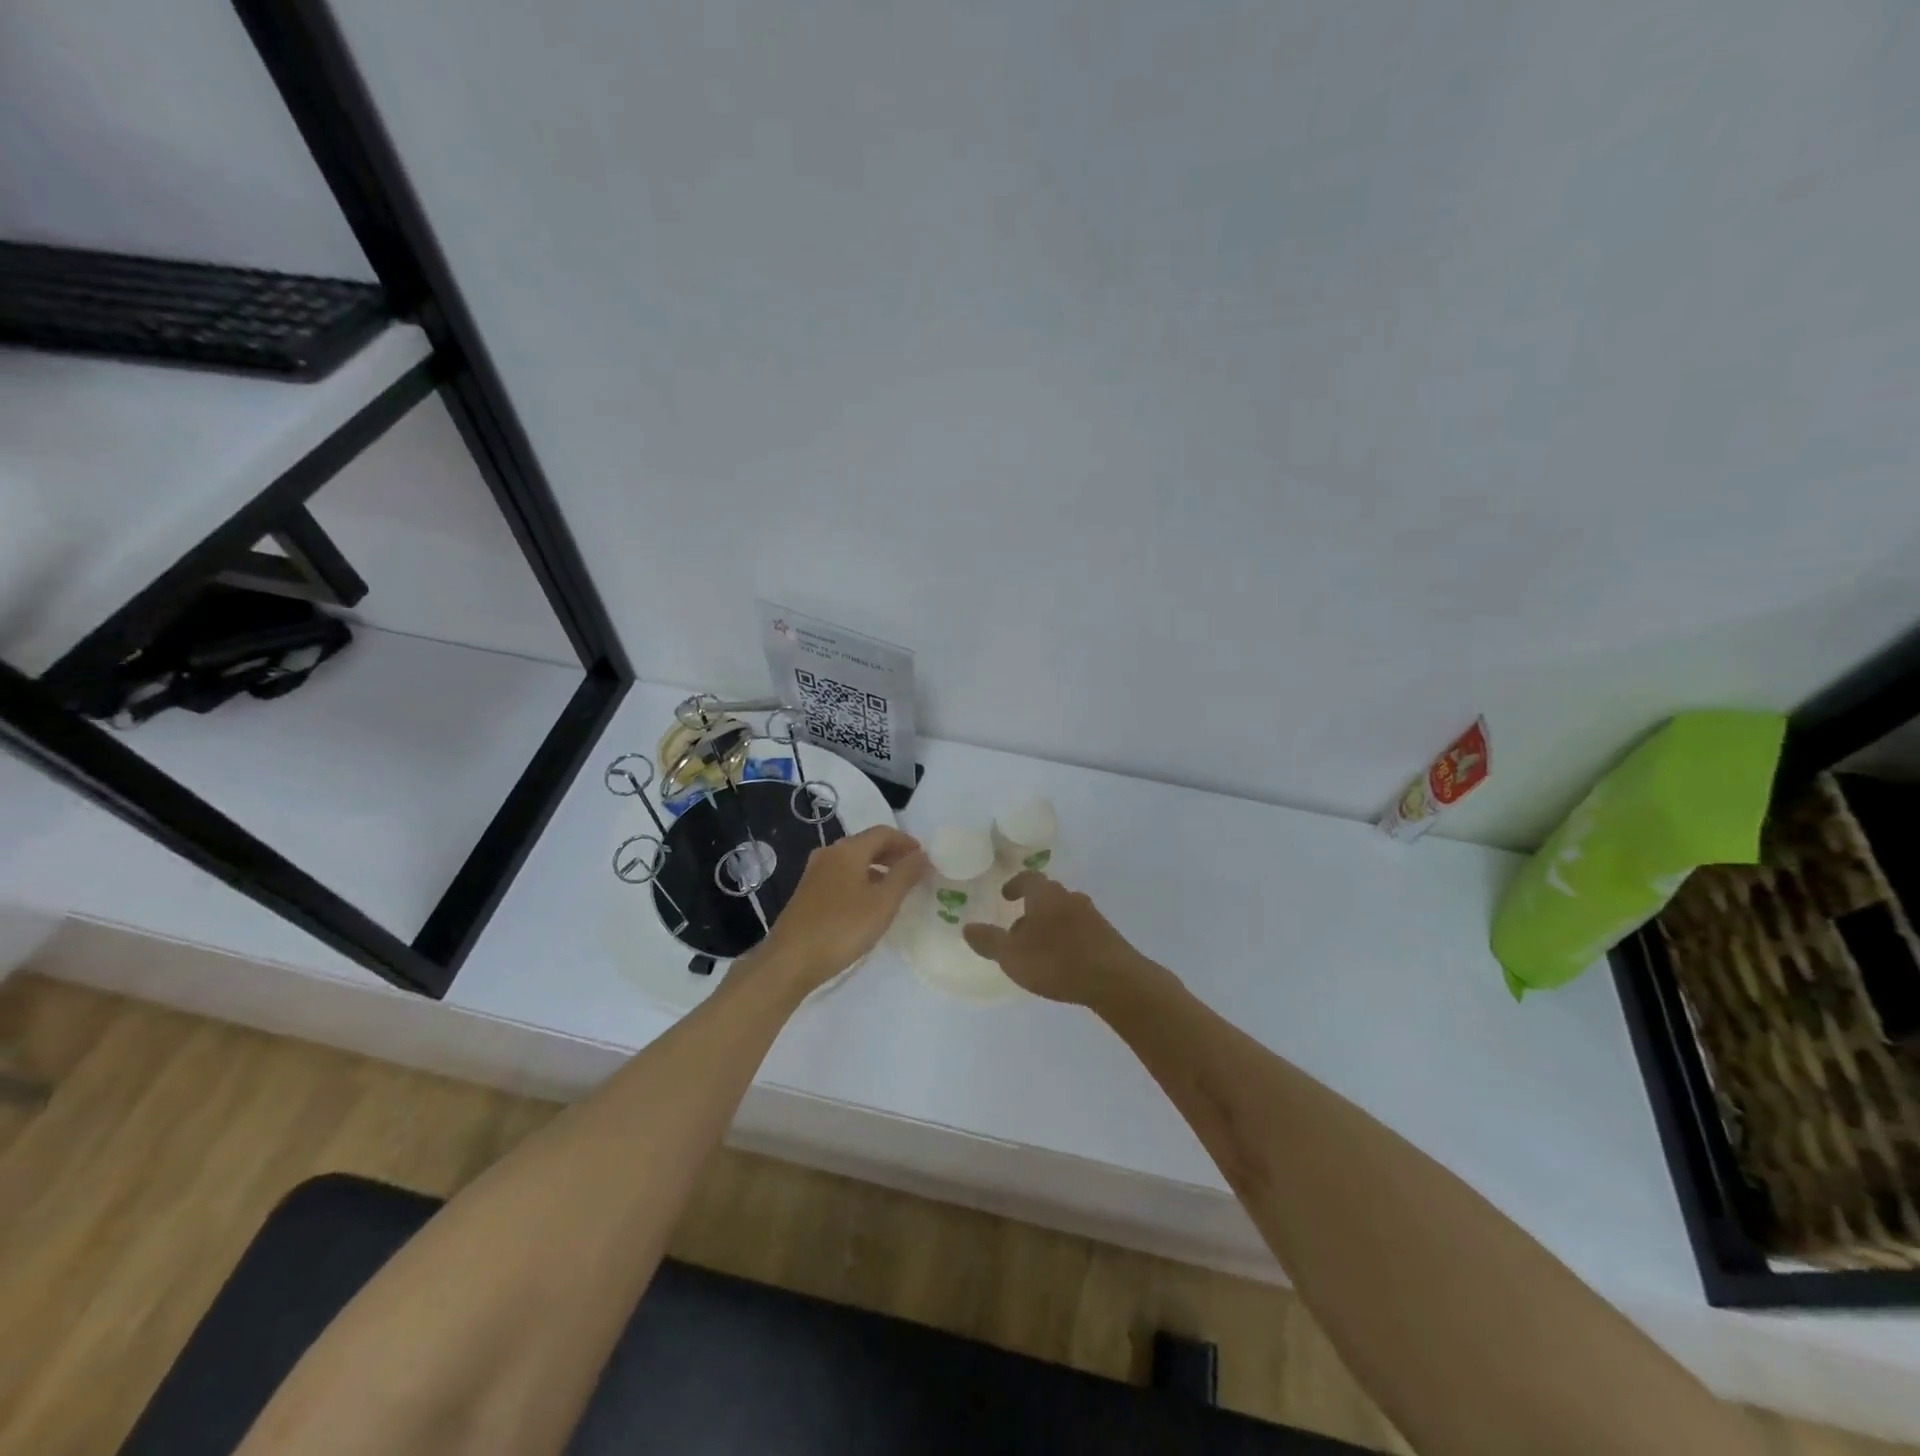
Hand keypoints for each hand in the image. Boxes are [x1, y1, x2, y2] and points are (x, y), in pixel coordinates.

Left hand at [754, 825, 929, 992]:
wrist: (790, 961)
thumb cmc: (842, 928)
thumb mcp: (883, 903)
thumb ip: (905, 875)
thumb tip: (922, 855)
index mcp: (848, 850)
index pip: (883, 833)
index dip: (907, 842)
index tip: (925, 858)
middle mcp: (829, 854)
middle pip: (867, 844)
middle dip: (892, 854)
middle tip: (914, 872)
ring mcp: (815, 873)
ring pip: (853, 861)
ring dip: (877, 868)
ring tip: (896, 889)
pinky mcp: (807, 893)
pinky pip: (842, 876)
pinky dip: (861, 880)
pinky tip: (869, 903)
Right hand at [962, 872, 1158, 1007]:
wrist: (1115, 980)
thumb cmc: (1057, 961)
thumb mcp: (1012, 955)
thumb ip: (989, 941)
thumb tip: (967, 927)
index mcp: (1046, 895)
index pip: (1028, 879)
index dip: (1015, 885)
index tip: (1006, 895)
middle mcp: (1070, 898)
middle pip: (1047, 895)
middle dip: (1031, 908)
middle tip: (1017, 927)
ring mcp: (1092, 916)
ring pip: (1064, 913)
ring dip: (1049, 924)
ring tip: (1038, 948)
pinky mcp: (1106, 936)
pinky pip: (1079, 929)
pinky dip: (1066, 938)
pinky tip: (1062, 960)